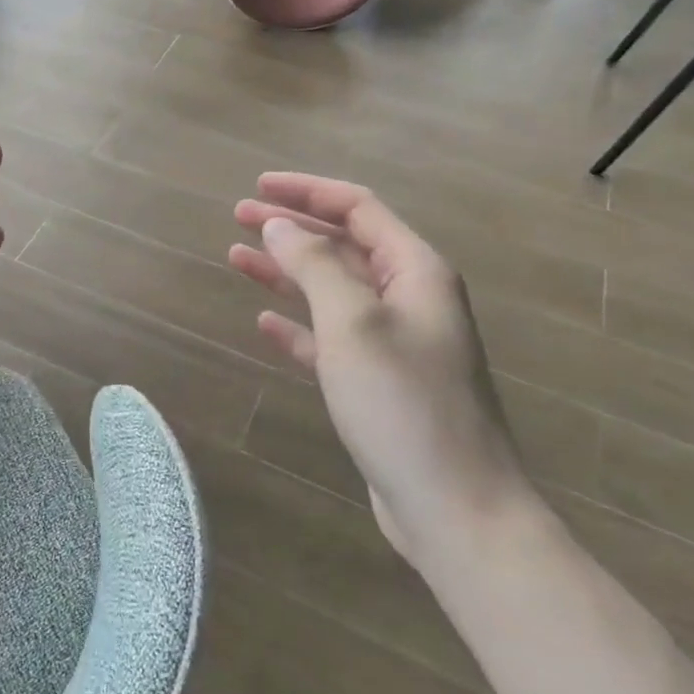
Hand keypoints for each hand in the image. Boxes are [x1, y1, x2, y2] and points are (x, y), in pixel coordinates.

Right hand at [229, 172, 532, 562]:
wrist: (455, 507)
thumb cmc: (403, 403)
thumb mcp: (352, 323)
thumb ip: (313, 266)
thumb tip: (280, 225)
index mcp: (415, 271)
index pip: (357, 208)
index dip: (307, 191)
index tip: (258, 186)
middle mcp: (410, 297)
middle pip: (343, 245)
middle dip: (291, 227)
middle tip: (238, 217)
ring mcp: (396, 342)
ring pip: (333, 290)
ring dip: (287, 272)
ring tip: (238, 257)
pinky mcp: (379, 382)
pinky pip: (331, 337)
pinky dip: (299, 325)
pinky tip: (266, 322)